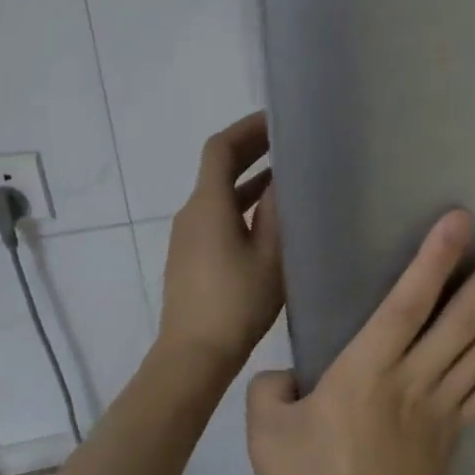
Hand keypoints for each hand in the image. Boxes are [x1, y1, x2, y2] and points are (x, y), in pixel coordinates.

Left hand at [158, 112, 283, 370]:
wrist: (194, 355)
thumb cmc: (237, 302)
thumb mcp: (270, 255)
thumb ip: (277, 211)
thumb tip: (284, 176)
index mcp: (208, 205)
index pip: (220, 149)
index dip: (247, 129)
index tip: (277, 120)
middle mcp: (191, 213)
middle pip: (217, 168)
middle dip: (251, 150)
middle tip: (288, 143)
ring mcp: (187, 237)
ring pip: (219, 194)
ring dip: (249, 180)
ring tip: (287, 176)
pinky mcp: (190, 257)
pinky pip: (217, 216)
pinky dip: (241, 204)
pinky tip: (269, 219)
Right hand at [246, 210, 474, 474]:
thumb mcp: (266, 437)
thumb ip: (272, 389)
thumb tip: (292, 373)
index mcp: (366, 373)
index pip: (406, 304)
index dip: (435, 259)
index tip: (464, 218)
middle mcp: (416, 379)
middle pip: (467, 315)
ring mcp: (446, 404)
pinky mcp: (460, 427)